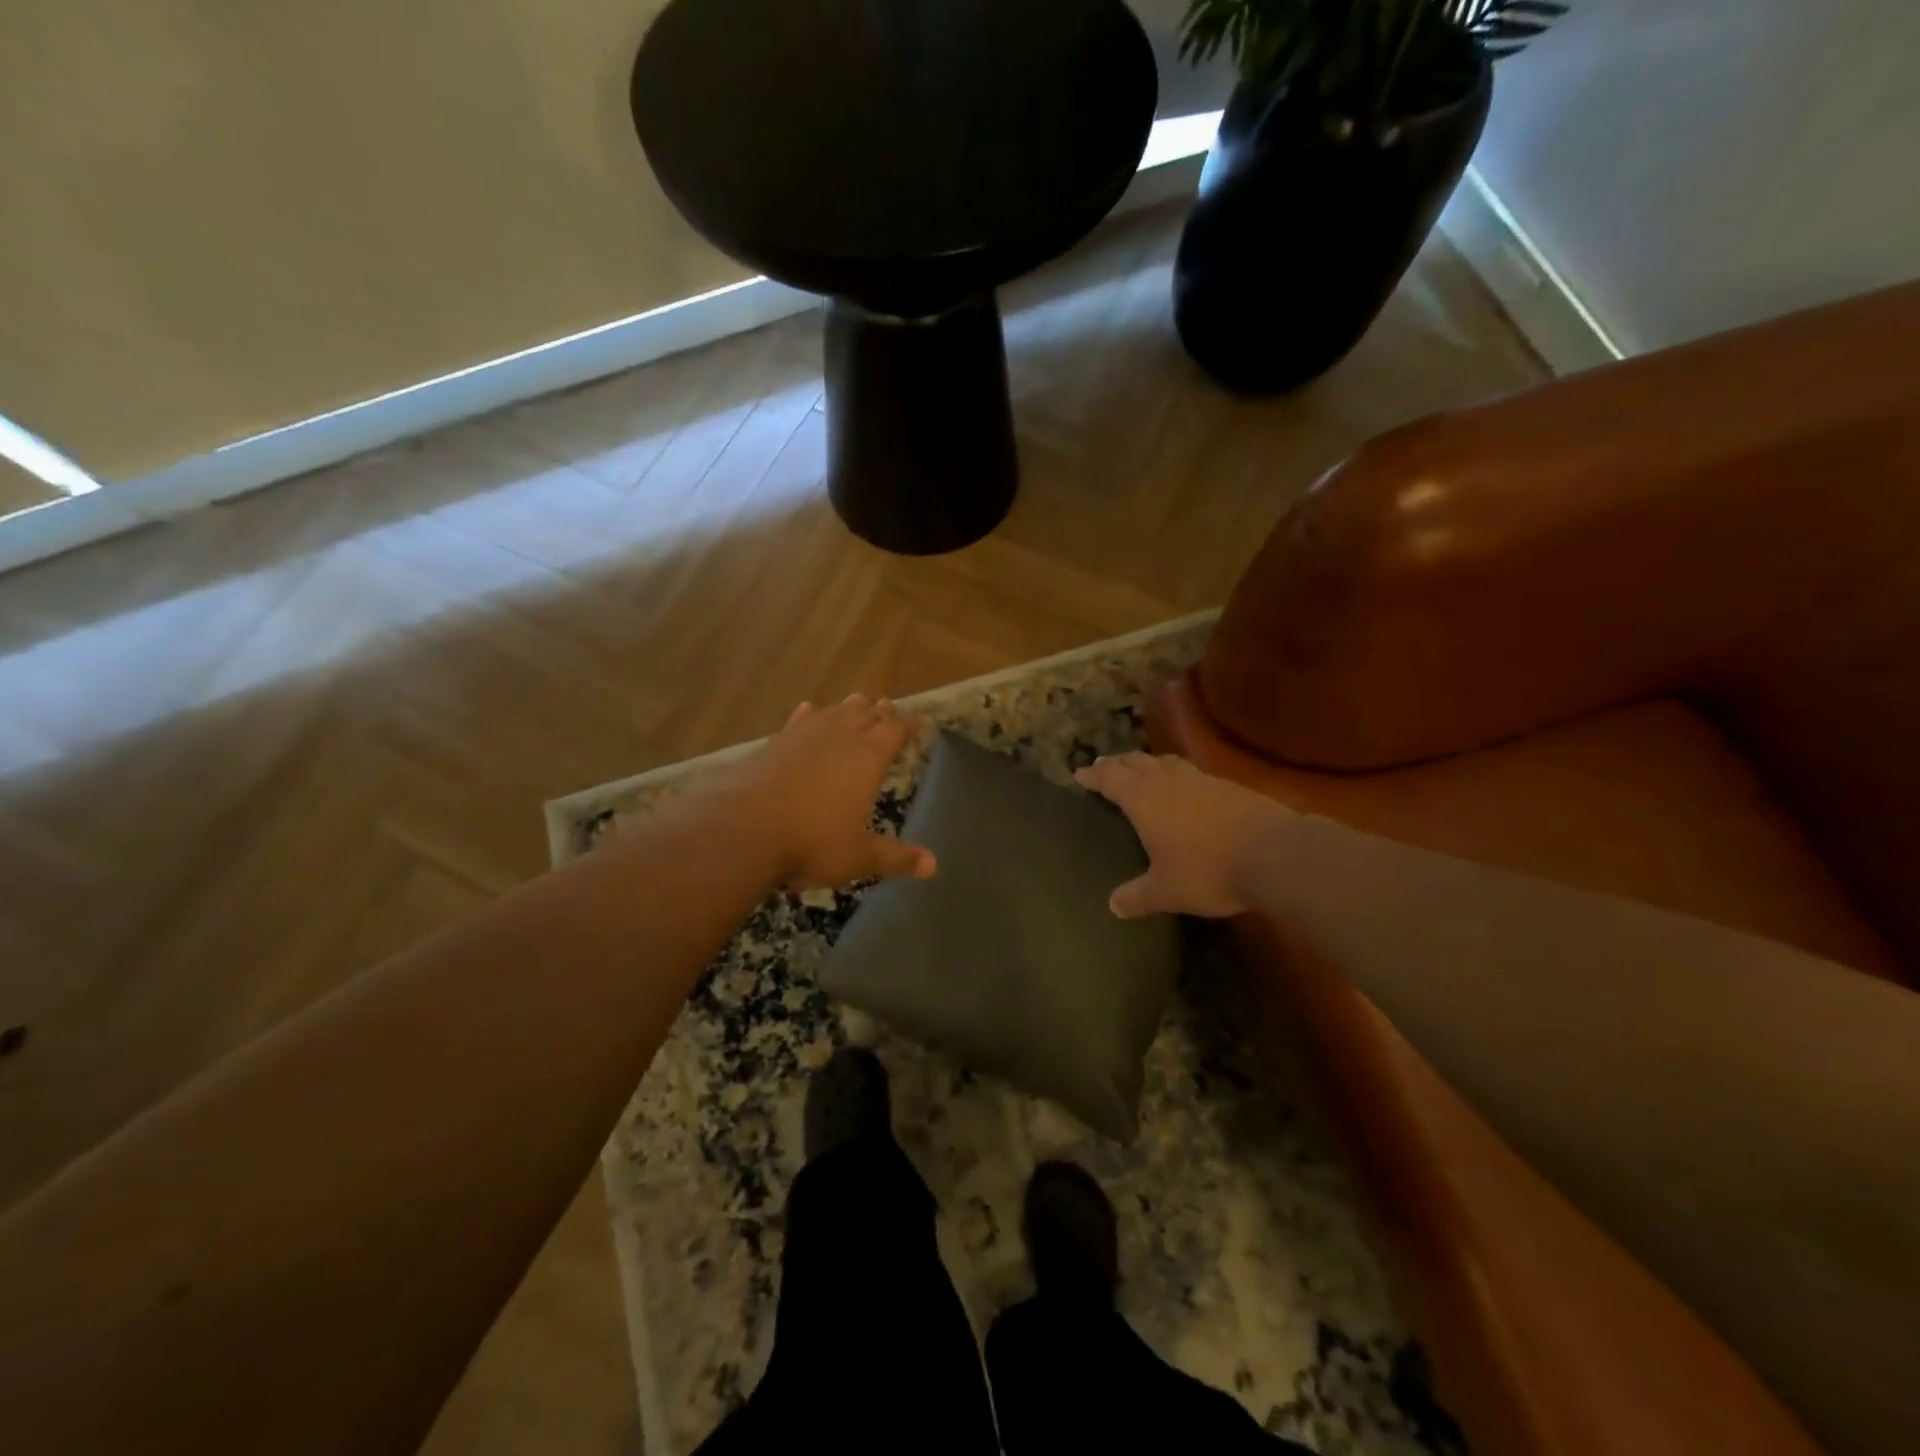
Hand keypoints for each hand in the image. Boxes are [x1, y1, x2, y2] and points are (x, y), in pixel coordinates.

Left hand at [720, 696, 935, 889]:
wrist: (743, 830)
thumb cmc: (811, 842)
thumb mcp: (859, 856)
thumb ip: (897, 858)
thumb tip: (934, 865)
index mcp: (867, 758)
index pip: (895, 729)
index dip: (908, 724)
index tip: (918, 724)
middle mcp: (839, 738)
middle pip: (865, 714)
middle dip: (880, 712)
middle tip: (888, 709)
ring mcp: (803, 737)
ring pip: (833, 712)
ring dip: (848, 708)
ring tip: (858, 703)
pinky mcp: (774, 744)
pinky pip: (798, 721)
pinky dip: (809, 715)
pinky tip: (809, 709)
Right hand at [1075, 752, 1288, 917]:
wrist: (1273, 853)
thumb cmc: (1207, 870)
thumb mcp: (1166, 891)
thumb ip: (1137, 896)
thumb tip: (1113, 906)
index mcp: (1143, 798)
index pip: (1110, 777)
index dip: (1093, 774)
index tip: (1080, 773)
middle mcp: (1167, 780)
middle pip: (1136, 761)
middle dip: (1117, 763)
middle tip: (1105, 766)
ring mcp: (1200, 780)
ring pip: (1166, 762)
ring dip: (1149, 763)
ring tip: (1143, 770)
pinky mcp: (1228, 786)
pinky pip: (1192, 773)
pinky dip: (1178, 776)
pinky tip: (1185, 790)